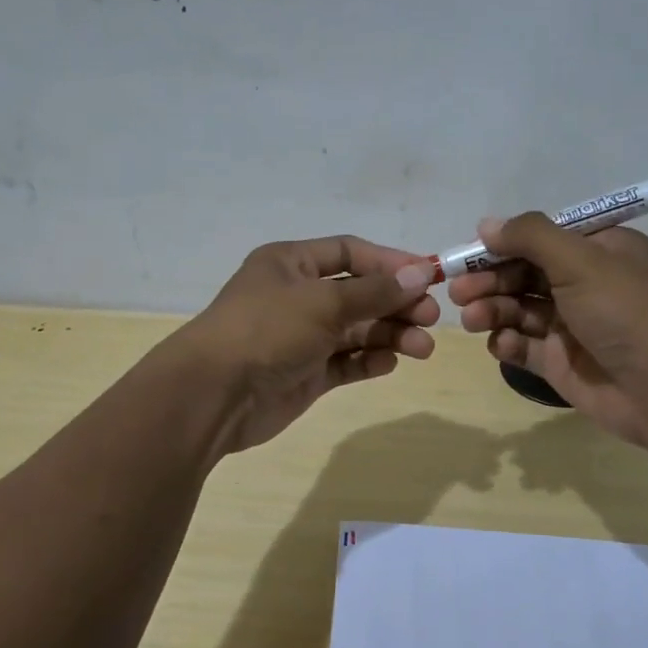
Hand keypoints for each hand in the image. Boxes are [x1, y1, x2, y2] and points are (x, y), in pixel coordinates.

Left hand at [167, 236, 438, 453]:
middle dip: (396, 303)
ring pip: (356, 330)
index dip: (390, 262)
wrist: (215, 395)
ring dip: (390, 335)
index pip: (350, 253)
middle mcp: (297, 296)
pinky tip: (389, 362)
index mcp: (291, 264)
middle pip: (359, 293)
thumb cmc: (267, 330)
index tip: (429, 276)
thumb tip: (421, 273)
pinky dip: (369, 360)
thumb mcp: (323, 302)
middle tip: (431, 318)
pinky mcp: (306, 373)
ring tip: (422, 348)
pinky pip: (346, 362)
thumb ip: (375, 291)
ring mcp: (302, 337)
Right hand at [447, 215, 647, 448]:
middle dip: (489, 280)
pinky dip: (508, 343)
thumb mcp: (580, 260)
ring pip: (519, 310)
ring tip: (472, 319)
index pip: (541, 239)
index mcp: (599, 250)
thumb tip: (486, 224)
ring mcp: (572, 325)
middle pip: (524, 274)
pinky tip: (501, 344)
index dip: (503, 244)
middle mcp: (584, 284)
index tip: (468, 253)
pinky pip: (524, 346)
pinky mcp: (561, 362)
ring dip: (492, 310)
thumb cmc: (626, 311)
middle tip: (458, 291)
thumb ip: (530, 237)